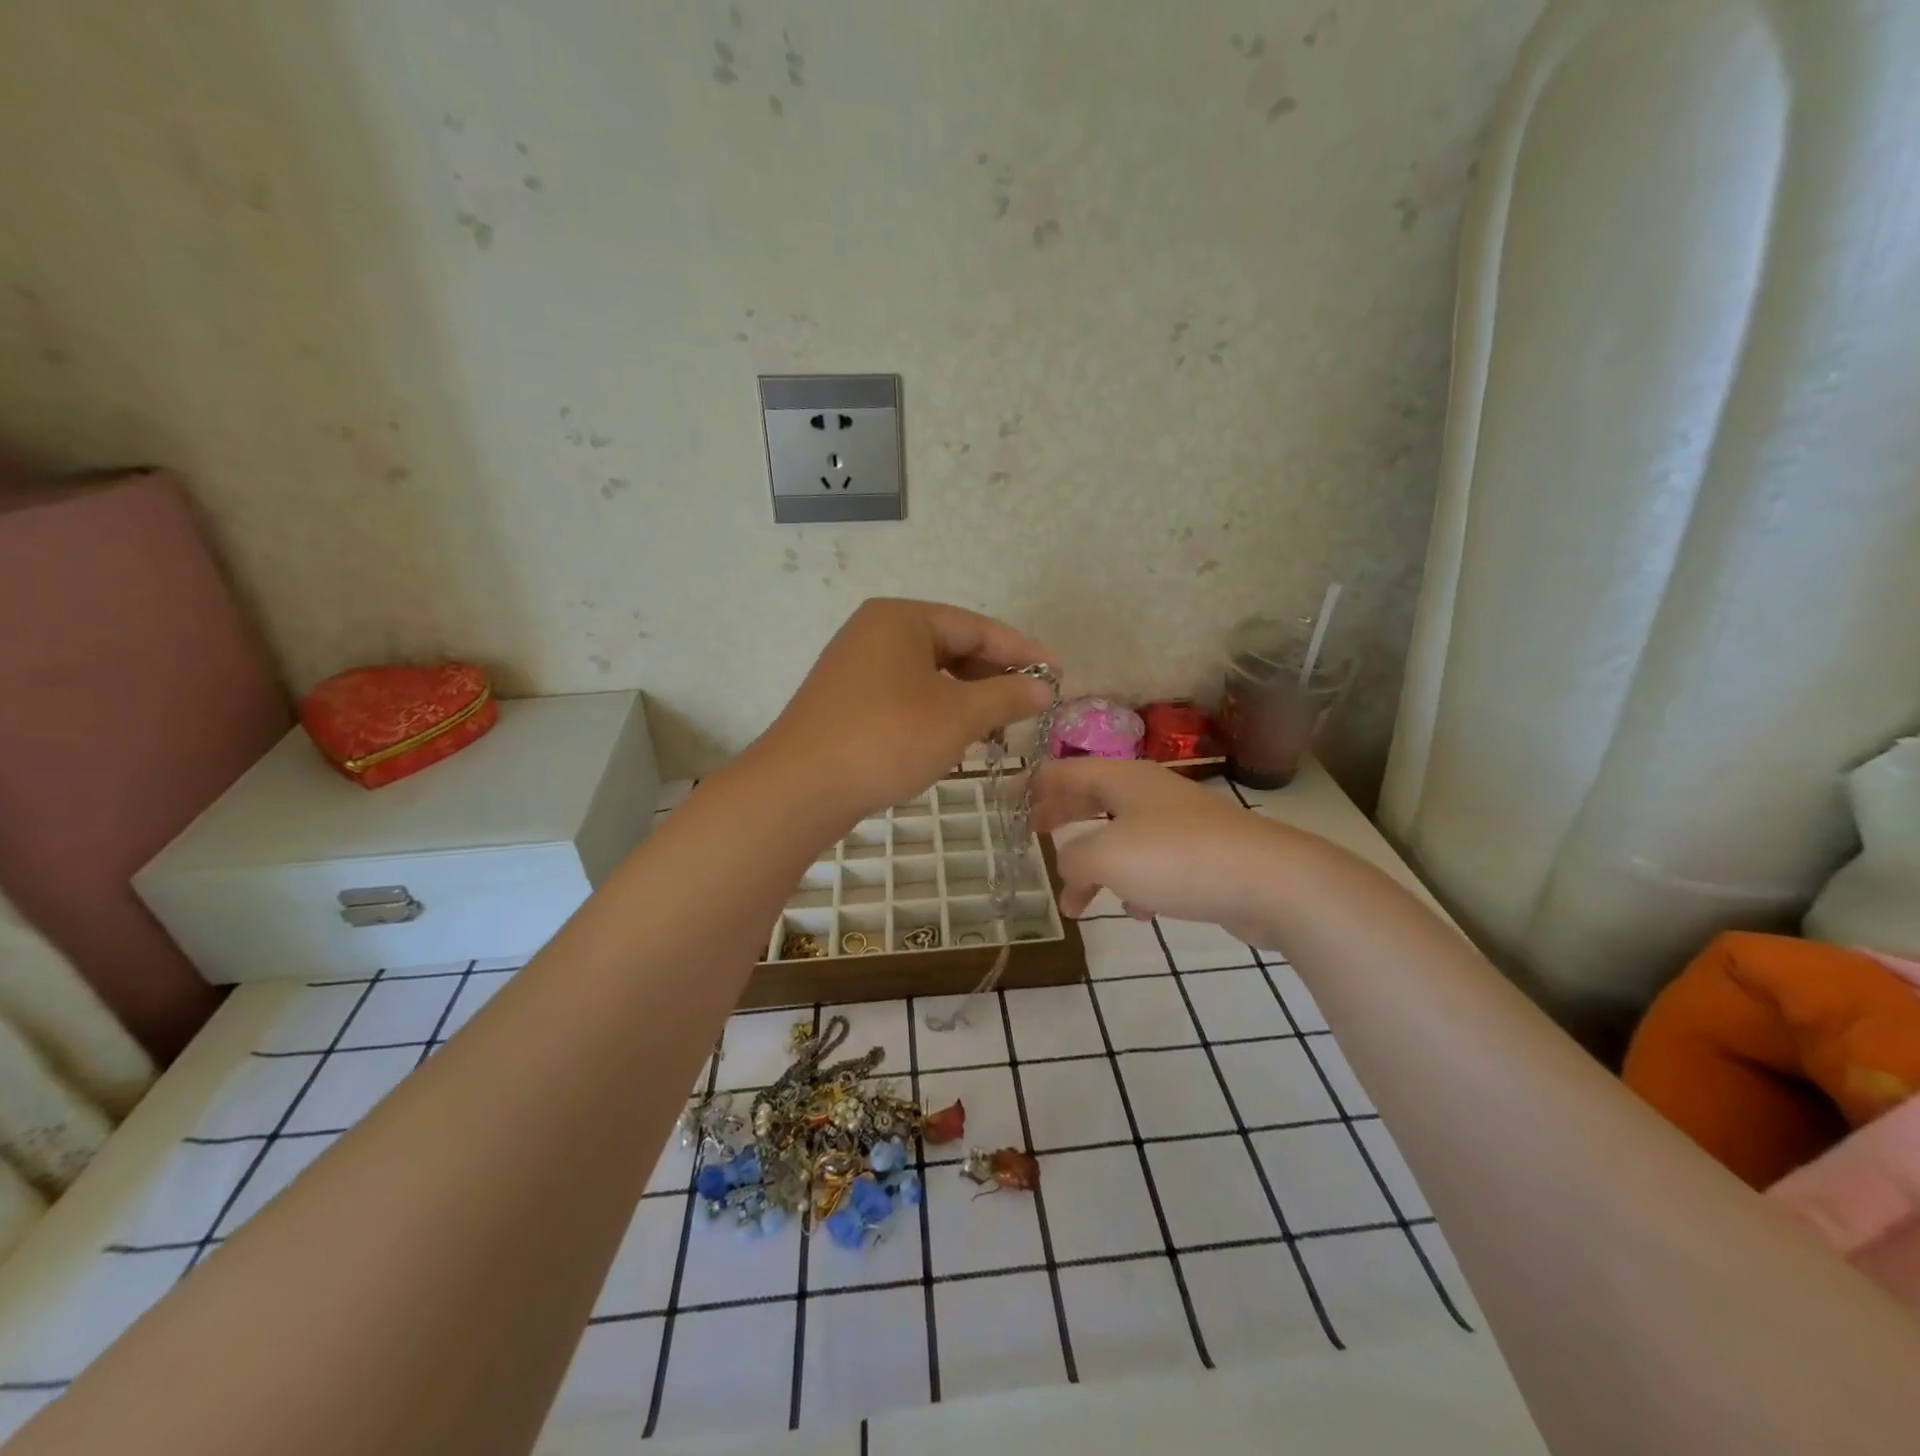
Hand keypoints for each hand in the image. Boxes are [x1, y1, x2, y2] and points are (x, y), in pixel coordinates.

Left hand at [767, 599, 1055, 822]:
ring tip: (999, 727)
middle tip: (1030, 706)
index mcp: (902, 618)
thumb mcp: (957, 716)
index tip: (1057, 676)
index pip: (977, 627)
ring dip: (967, 699)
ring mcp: (857, 667)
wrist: (800, 788)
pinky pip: (906, 695)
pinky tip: (955, 738)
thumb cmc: (887, 738)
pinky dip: (937, 712)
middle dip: (994, 677)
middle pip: (952, 647)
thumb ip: (1006, 696)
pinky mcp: (847, 701)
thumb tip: (1043, 687)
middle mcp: (876, 632)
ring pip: (929, 675)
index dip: (1022, 652)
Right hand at [1033, 758, 1293, 947]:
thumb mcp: (1107, 856)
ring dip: (1095, 864)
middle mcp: (1149, 793)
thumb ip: (1073, 859)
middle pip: (1092, 798)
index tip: (1004, 802)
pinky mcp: (1202, 854)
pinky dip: (1134, 882)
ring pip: (1121, 835)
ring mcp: (1179, 822)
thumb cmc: (1177, 858)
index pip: (1064, 771)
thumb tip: (1069, 868)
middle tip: (1033, 834)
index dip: (1031, 784)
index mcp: (1123, 779)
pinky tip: (1136, 910)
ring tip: (1077, 900)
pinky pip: (1153, 863)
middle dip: (1061, 818)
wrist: (1270, 882)